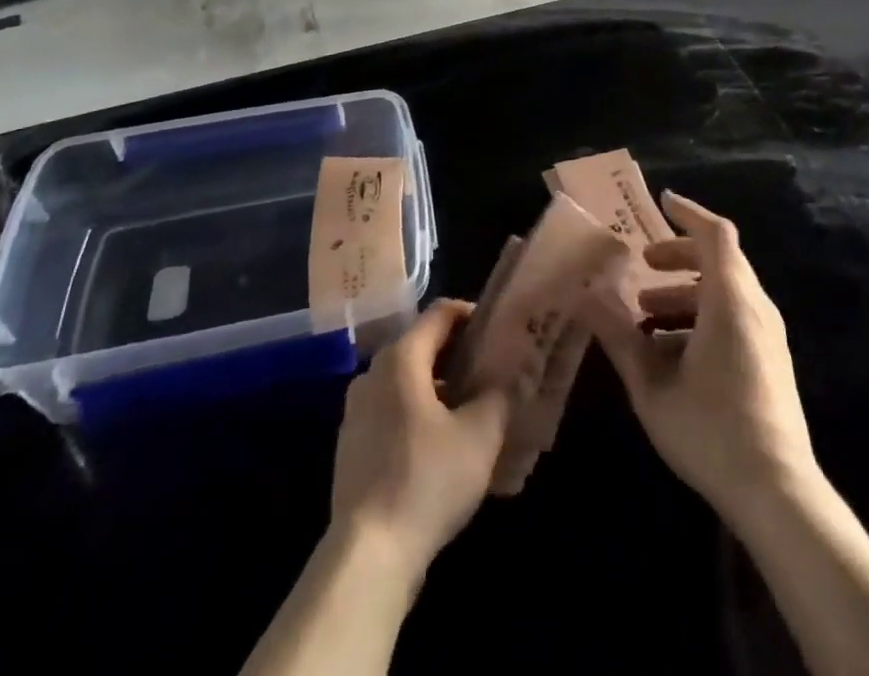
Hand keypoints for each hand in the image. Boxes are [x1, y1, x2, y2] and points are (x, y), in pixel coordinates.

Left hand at [329, 300, 511, 589]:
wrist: (367, 555)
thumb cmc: (427, 480)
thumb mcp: (479, 436)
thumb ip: (500, 395)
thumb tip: (516, 373)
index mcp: (401, 358)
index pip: (441, 313)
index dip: (472, 315)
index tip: (499, 333)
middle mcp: (373, 373)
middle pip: (422, 345)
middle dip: (459, 355)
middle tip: (493, 372)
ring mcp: (357, 411)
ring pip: (407, 381)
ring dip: (440, 388)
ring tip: (474, 411)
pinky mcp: (352, 446)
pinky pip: (392, 412)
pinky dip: (419, 414)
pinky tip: (443, 447)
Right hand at [584, 192, 817, 522]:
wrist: (778, 495)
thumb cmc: (711, 431)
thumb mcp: (652, 385)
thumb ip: (618, 336)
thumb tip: (583, 296)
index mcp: (730, 301)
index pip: (716, 234)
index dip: (688, 213)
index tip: (660, 203)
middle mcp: (755, 308)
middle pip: (719, 260)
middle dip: (677, 256)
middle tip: (641, 265)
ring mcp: (767, 336)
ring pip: (725, 291)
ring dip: (684, 292)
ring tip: (645, 314)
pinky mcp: (770, 361)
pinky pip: (734, 317)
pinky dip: (701, 316)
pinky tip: (670, 353)